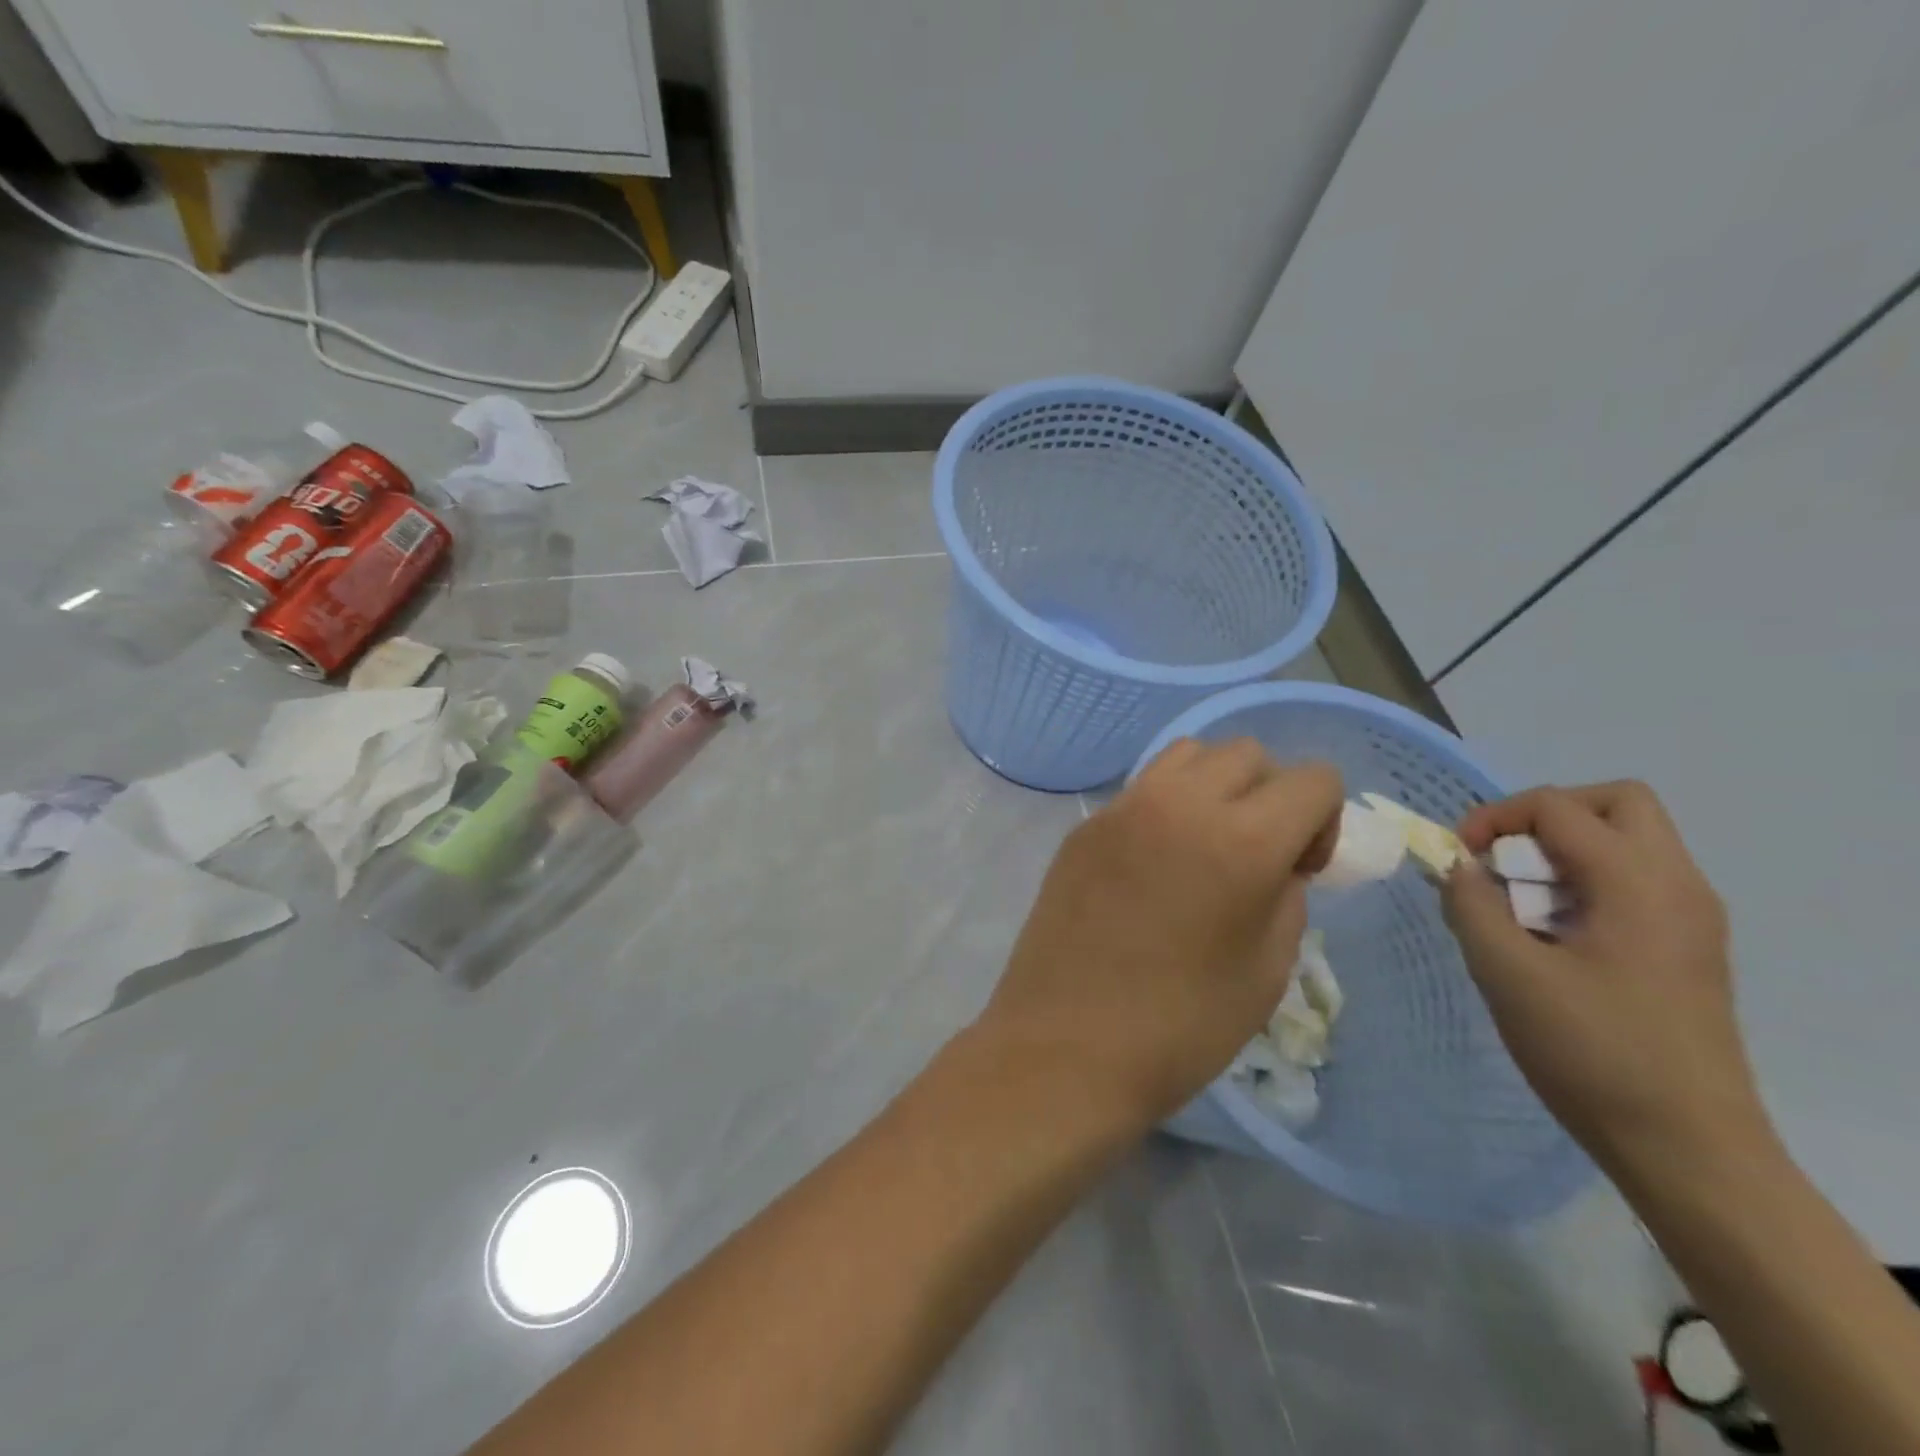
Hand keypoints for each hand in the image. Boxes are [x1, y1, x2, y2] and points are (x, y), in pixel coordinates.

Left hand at [976, 740, 1342, 1135]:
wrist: (1066, 1046)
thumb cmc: (1180, 1026)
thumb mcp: (1266, 970)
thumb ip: (1285, 896)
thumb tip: (1276, 864)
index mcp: (1241, 839)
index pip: (1313, 778)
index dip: (1323, 821)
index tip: (1299, 871)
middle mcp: (1180, 803)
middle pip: (1247, 753)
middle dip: (1269, 794)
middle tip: (1255, 856)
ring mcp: (1123, 808)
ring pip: (1188, 754)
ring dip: (1214, 785)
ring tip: (1203, 845)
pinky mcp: (1085, 825)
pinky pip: (1141, 788)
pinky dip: (1166, 804)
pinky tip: (1153, 863)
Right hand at [1443, 781, 1767, 1178]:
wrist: (1688, 1148)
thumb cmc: (1592, 1052)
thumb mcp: (1507, 973)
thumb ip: (1470, 905)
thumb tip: (1459, 867)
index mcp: (1637, 883)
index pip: (1558, 807)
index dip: (1495, 817)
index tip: (1460, 858)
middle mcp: (1677, 885)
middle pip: (1616, 802)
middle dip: (1545, 816)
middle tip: (1504, 858)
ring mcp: (1691, 918)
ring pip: (1629, 840)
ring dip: (1564, 850)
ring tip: (1520, 902)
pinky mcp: (1688, 949)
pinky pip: (1635, 881)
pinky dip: (1585, 882)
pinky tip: (1552, 934)